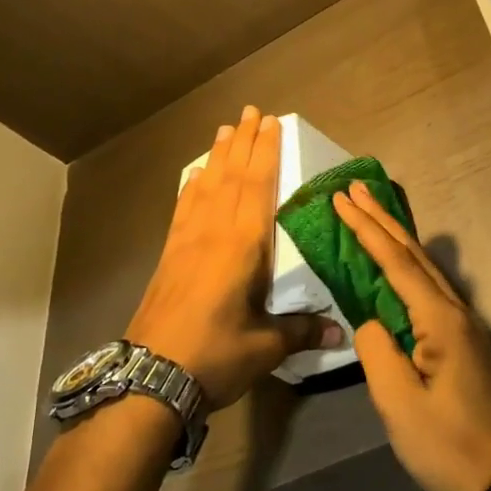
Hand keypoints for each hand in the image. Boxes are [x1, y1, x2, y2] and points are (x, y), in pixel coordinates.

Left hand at [127, 107, 341, 409]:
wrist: (149, 378)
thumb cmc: (214, 356)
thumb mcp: (265, 347)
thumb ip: (301, 331)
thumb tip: (340, 333)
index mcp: (242, 245)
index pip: (257, 186)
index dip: (265, 152)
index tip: (271, 122)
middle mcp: (214, 232)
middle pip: (231, 176)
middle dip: (243, 142)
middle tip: (250, 111)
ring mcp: (187, 241)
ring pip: (206, 186)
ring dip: (218, 156)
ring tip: (225, 129)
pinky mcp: (169, 255)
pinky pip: (184, 208)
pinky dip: (192, 187)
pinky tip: (194, 177)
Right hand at [332, 180, 490, 490]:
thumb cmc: (447, 447)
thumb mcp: (398, 403)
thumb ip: (376, 350)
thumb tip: (369, 321)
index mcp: (441, 320)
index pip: (397, 263)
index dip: (367, 229)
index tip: (342, 199)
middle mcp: (457, 312)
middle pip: (414, 255)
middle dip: (382, 220)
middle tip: (355, 189)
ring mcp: (465, 327)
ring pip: (425, 270)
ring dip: (395, 240)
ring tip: (370, 215)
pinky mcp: (464, 344)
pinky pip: (430, 291)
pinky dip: (406, 269)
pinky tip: (396, 267)